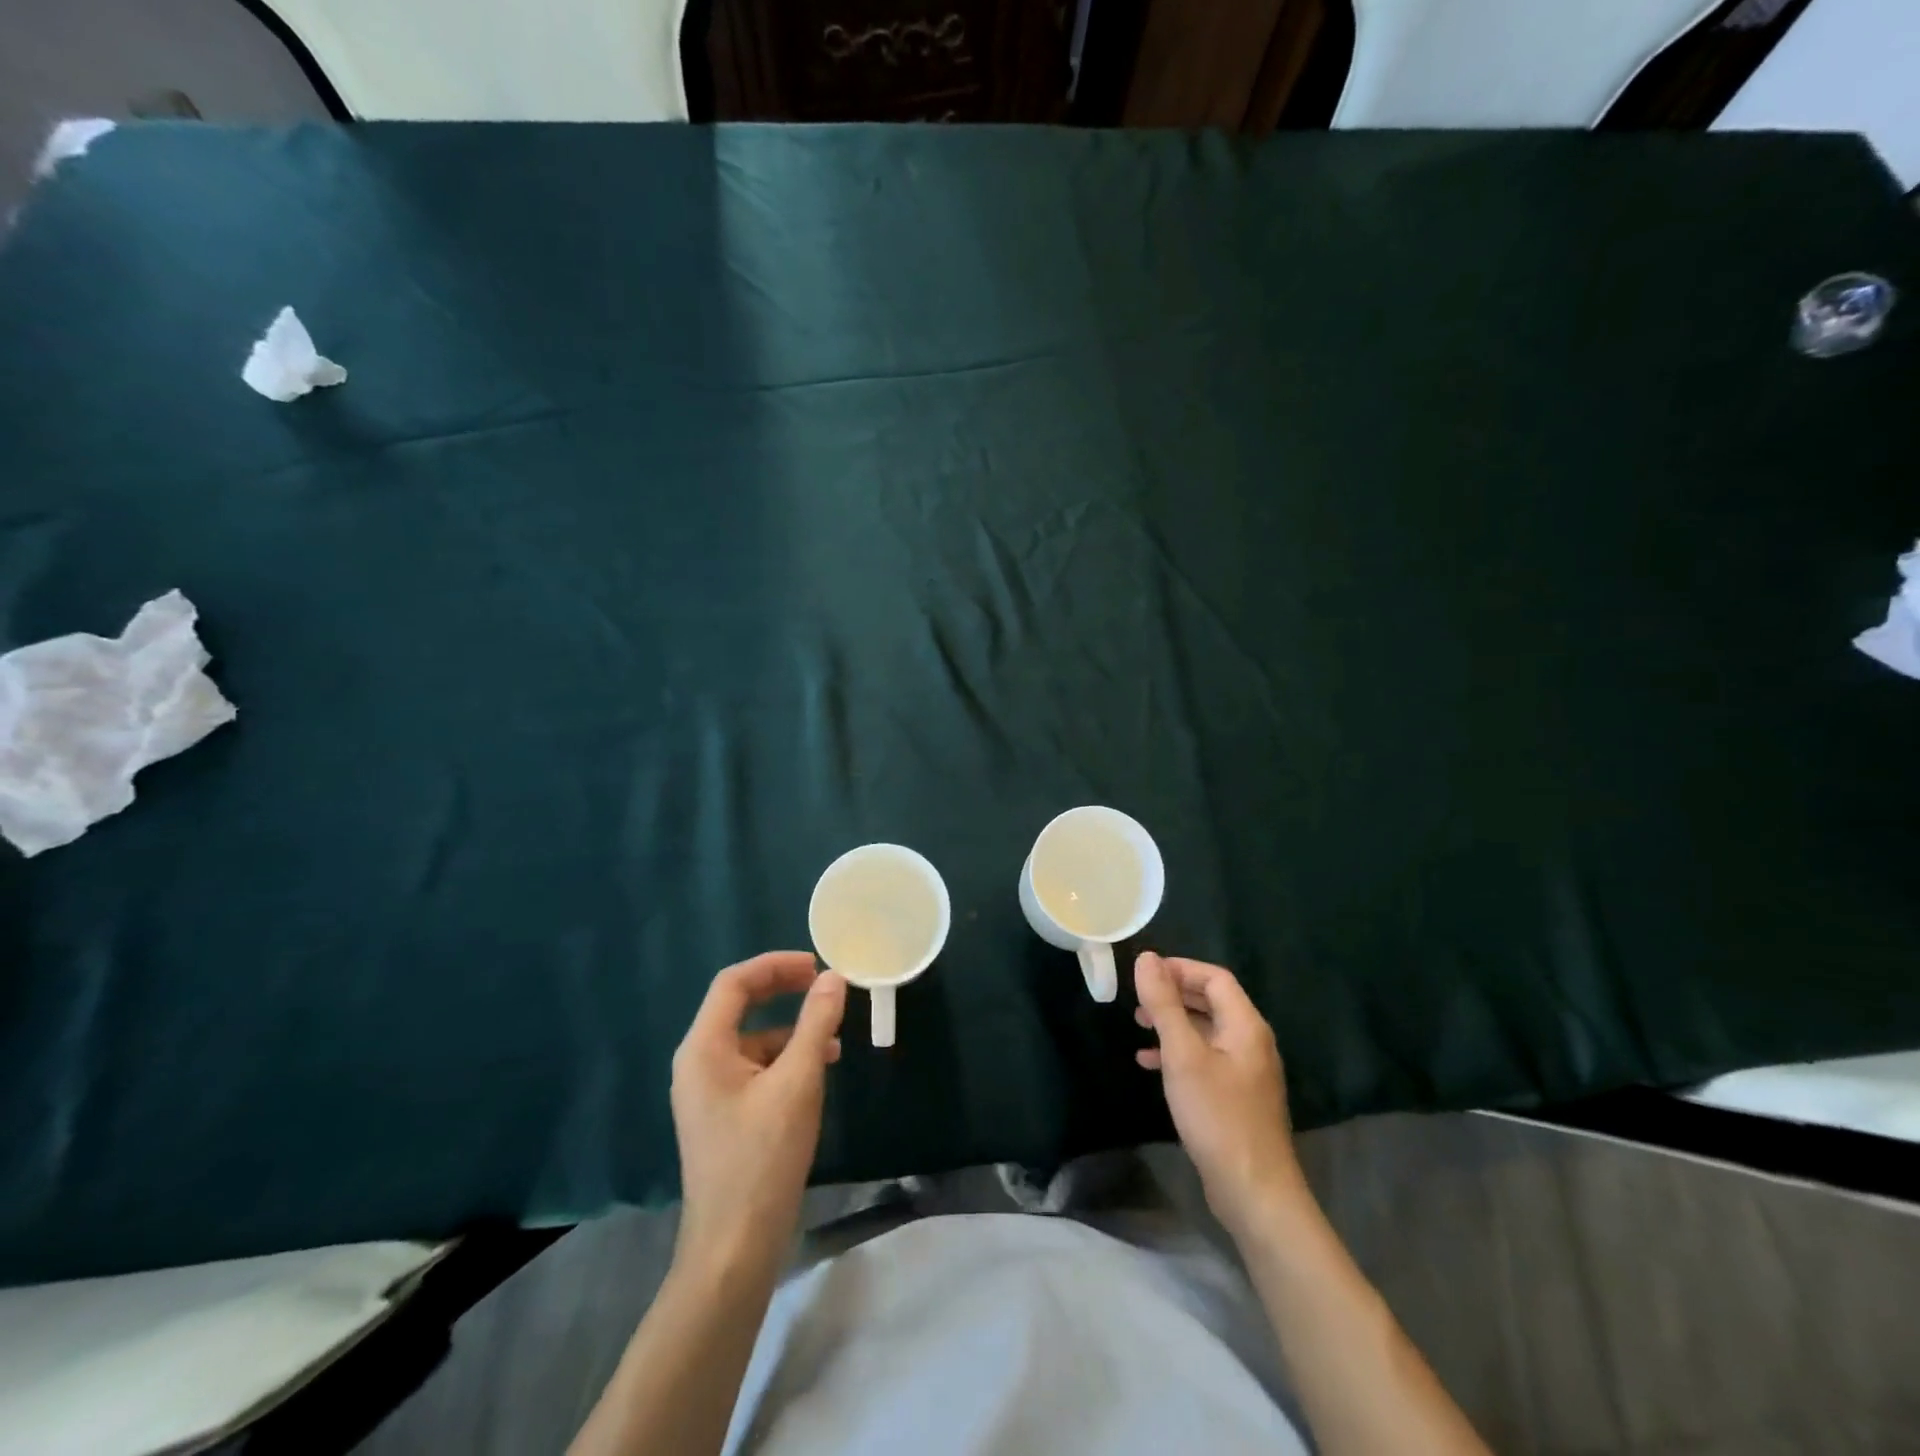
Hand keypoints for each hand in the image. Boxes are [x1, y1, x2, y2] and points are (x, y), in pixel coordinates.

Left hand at [670, 952, 846, 1276]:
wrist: (734, 1248)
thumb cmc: (763, 1158)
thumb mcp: (798, 1082)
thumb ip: (816, 1024)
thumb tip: (833, 978)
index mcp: (703, 1048)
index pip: (734, 983)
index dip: (775, 965)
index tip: (817, 963)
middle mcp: (698, 1062)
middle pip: (740, 1006)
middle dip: (783, 990)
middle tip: (825, 984)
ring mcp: (708, 1091)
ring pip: (752, 1038)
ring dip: (791, 1027)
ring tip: (833, 1035)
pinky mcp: (723, 1114)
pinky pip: (754, 1068)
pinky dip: (786, 1058)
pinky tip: (818, 1071)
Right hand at [1133, 951, 1306, 1238]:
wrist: (1254, 1192)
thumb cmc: (1217, 1116)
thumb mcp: (1183, 1055)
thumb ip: (1165, 1004)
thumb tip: (1147, 958)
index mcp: (1246, 1025)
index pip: (1215, 978)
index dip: (1180, 969)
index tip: (1144, 974)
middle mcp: (1251, 1042)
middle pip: (1212, 1001)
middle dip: (1173, 994)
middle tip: (1138, 998)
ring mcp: (1246, 1071)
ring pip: (1206, 1030)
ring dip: (1173, 1023)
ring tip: (1138, 1025)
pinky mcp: (1237, 1097)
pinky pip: (1206, 1058)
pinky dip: (1178, 1053)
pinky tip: (1150, 1064)